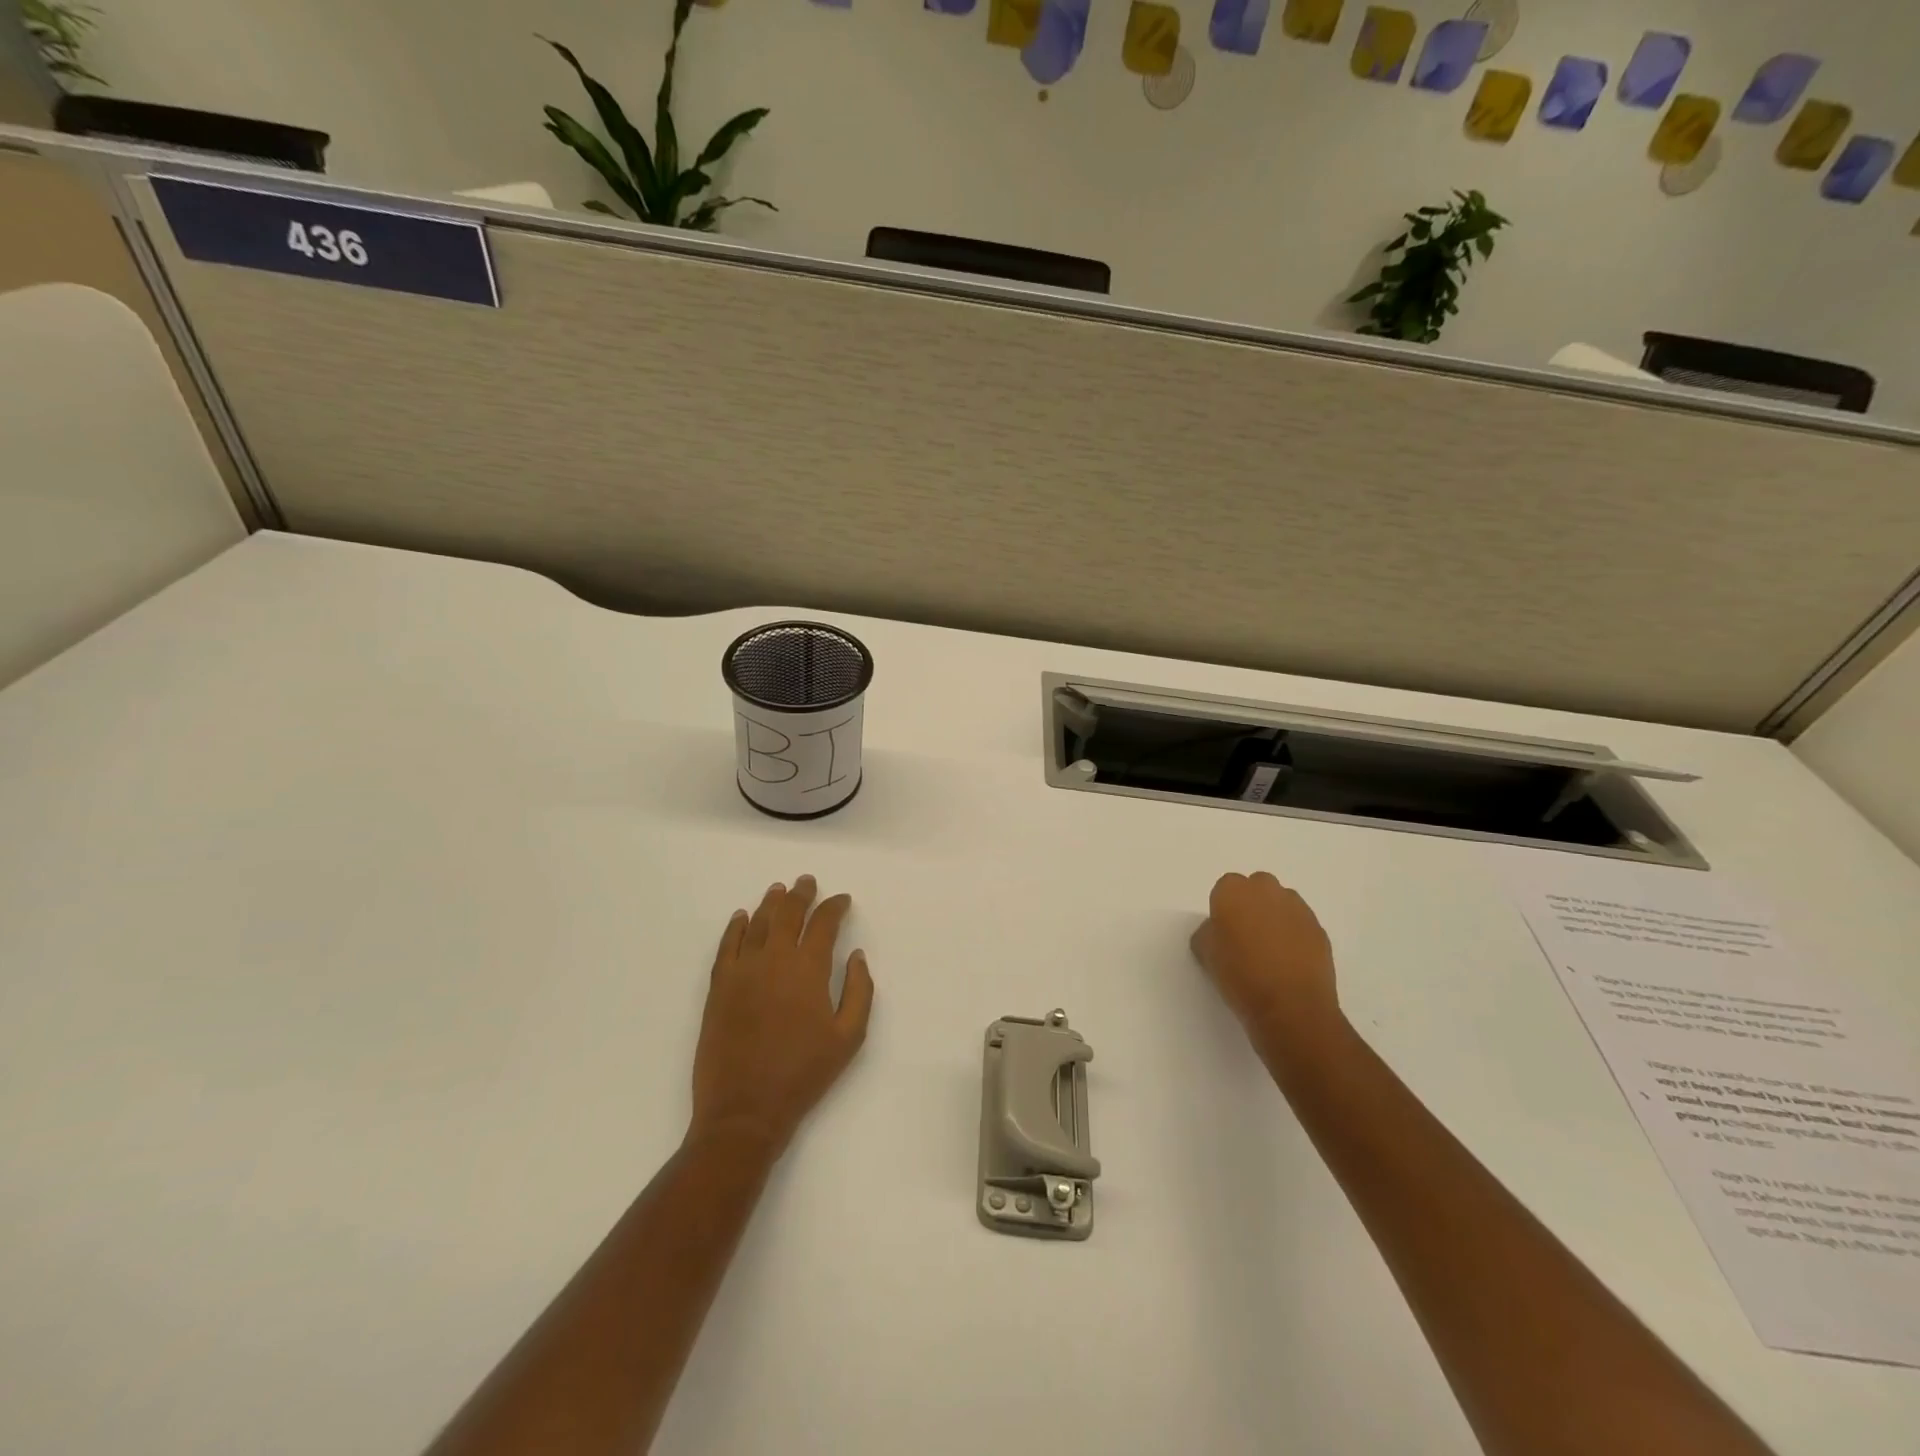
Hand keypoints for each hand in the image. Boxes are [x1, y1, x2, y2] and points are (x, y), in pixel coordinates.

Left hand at [689, 876, 874, 1157]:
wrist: (745, 1109)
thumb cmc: (803, 1074)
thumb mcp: (849, 1037)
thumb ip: (859, 991)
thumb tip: (856, 956)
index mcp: (808, 969)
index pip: (823, 924)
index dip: (834, 907)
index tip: (842, 900)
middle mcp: (774, 959)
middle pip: (788, 914)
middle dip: (801, 894)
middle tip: (807, 882)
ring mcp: (742, 971)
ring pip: (758, 924)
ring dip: (770, 903)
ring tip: (779, 890)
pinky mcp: (719, 987)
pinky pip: (727, 946)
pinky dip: (736, 927)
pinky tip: (742, 917)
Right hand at [1190, 871, 1342, 1057]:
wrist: (1290, 1007)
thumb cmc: (1239, 976)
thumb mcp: (1205, 954)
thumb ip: (1208, 933)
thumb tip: (1219, 931)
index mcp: (1233, 891)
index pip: (1225, 888)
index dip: (1224, 909)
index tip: (1224, 932)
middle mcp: (1266, 890)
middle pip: (1257, 887)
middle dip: (1252, 905)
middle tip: (1246, 937)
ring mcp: (1297, 908)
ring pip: (1282, 903)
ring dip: (1275, 918)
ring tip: (1271, 951)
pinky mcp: (1319, 929)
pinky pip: (1301, 924)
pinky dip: (1295, 936)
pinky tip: (1289, 962)